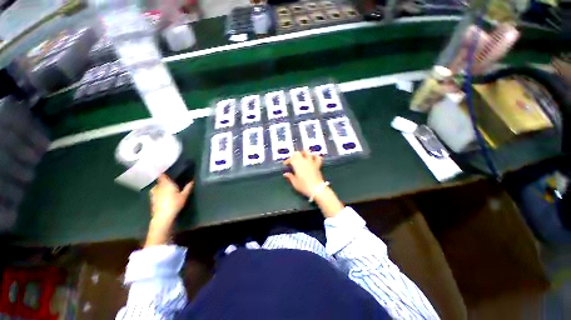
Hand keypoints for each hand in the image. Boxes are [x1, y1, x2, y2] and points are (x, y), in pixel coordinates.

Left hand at [150, 174, 193, 224]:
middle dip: (164, 180)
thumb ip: (188, 187)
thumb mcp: (184, 195)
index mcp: (166, 183)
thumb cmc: (174, 204)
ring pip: (157, 186)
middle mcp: (158, 186)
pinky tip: (163, 195)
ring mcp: (153, 193)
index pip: (163, 175)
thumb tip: (193, 180)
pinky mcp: (152, 200)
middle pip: (160, 181)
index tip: (168, 171)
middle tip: (170, 180)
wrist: (163, 217)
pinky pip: (155, 192)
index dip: (165, 172)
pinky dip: (159, 192)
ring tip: (167, 187)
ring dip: (161, 186)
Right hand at [283, 151, 324, 197]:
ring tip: (301, 157)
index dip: (287, 161)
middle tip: (292, 161)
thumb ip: (290, 176)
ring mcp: (311, 161)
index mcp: (297, 164)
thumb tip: (286, 173)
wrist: (317, 189)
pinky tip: (312, 158)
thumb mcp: (295, 182)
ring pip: (307, 152)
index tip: (285, 165)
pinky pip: (317, 157)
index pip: (290, 158)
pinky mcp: (317, 164)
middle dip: (294, 155)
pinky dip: (314, 156)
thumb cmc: (304, 186)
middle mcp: (304, 160)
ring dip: (303, 153)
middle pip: (297, 153)